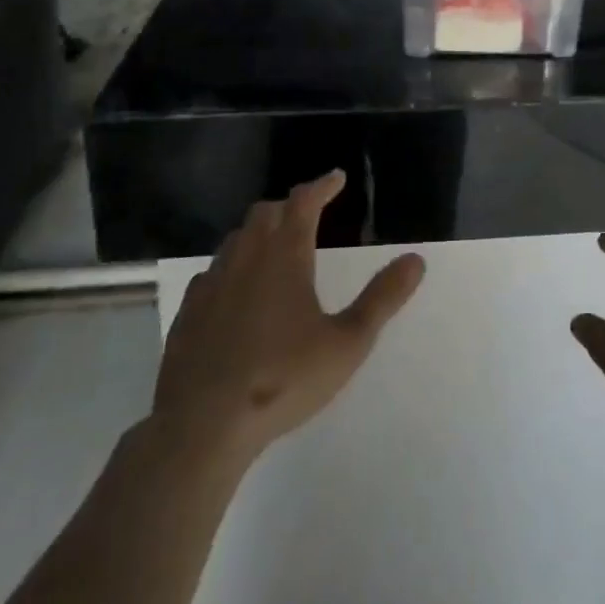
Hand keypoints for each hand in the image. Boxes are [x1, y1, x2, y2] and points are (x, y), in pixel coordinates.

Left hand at [150, 171, 425, 465]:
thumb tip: (416, 259)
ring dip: (258, 233)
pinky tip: (235, 290)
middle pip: (266, 213)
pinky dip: (231, 267)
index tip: (337, 178)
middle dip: (289, 206)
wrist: (201, 425)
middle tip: (308, 212)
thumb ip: (382, 299)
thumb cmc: (282, 379)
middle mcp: (246, 257)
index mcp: (285, 256)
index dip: (322, 185)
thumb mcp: (347, 343)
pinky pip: (212, 272)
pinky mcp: (188, 312)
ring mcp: (212, 283)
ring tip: (275, 247)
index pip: (304, 201)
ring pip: (236, 239)